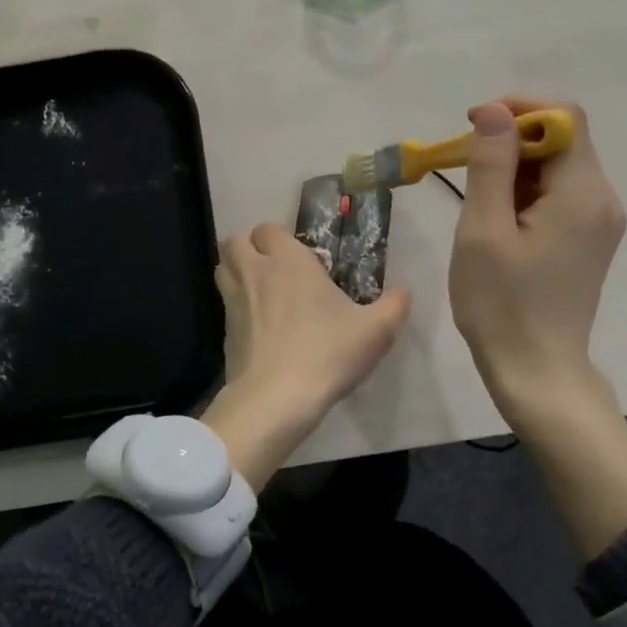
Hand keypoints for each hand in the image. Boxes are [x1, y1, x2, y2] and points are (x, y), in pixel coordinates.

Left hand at [202, 222, 411, 489]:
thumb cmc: (327, 353)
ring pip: (222, 269)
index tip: (300, 257)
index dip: (280, 238)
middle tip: (275, 268)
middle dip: (250, 247)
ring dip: (236, 271)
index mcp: (287, 261)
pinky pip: (225, 306)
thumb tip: (404, 291)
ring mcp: (233, 302)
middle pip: (235, 241)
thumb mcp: (376, 331)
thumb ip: (394, 306)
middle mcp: (254, 273)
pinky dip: (236, 307)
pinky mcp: (224, 333)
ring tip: (262, 290)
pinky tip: (258, 327)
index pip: (269, 228)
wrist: (276, 398)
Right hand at [447, 95, 626, 557]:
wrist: (536, 372)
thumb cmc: (502, 304)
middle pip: (563, 141)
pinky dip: (526, 193)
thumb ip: (490, 164)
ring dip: (515, 168)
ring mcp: (599, 222)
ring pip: (558, 169)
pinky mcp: (588, 241)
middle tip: (464, 166)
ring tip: (476, 200)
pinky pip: (559, 196)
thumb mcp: (484, 230)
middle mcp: (602, 199)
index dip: (519, 109)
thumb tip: (494, 111)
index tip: (473, 125)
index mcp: (583, 192)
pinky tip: (497, 220)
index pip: (564, 118)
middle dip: (512, 140)